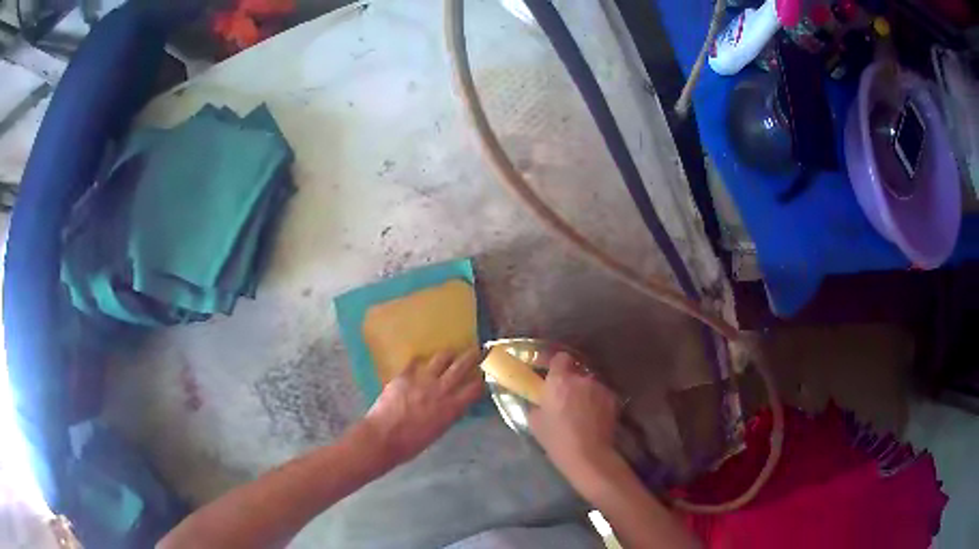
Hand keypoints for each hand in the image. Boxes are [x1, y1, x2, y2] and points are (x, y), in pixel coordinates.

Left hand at [364, 349, 483, 464]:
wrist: (384, 437)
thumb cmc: (412, 443)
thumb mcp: (439, 430)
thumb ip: (448, 414)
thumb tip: (453, 406)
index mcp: (452, 407)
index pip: (475, 388)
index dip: (481, 380)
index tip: (484, 375)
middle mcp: (441, 389)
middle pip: (461, 366)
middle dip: (472, 356)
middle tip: (477, 350)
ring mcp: (422, 379)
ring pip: (441, 358)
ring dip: (448, 355)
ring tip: (449, 354)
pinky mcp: (404, 375)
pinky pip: (415, 362)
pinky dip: (420, 361)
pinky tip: (420, 362)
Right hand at [529, 352, 620, 495]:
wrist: (589, 454)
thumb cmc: (557, 439)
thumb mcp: (536, 422)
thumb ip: (537, 404)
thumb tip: (540, 400)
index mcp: (559, 381)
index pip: (560, 357)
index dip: (556, 364)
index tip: (551, 374)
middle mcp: (581, 379)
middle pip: (576, 371)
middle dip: (571, 381)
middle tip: (565, 397)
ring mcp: (600, 387)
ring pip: (590, 383)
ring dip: (585, 391)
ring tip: (581, 409)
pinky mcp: (613, 399)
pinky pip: (601, 394)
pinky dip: (597, 401)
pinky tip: (593, 417)